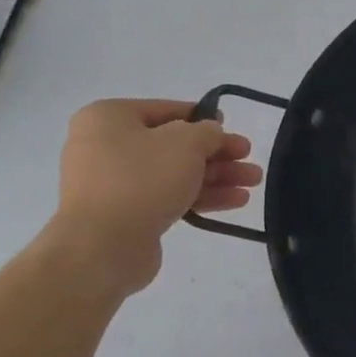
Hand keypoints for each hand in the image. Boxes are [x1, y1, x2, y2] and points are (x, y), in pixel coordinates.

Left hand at [50, 98, 263, 292]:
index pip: (166, 110)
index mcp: (109, 118)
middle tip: (248, 158)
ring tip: (253, 182)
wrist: (102, 246)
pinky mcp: (124, 213)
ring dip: (216, 176)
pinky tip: (236, 201)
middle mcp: (106, 146)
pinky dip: (201, 196)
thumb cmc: (142, 179)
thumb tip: (211, 134)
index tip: (231, 127)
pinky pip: (168, 197)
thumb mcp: (187, 142)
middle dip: (217, 153)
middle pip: (174, 145)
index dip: (204, 118)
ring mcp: (113, 183)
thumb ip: (208, 131)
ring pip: (175, 173)